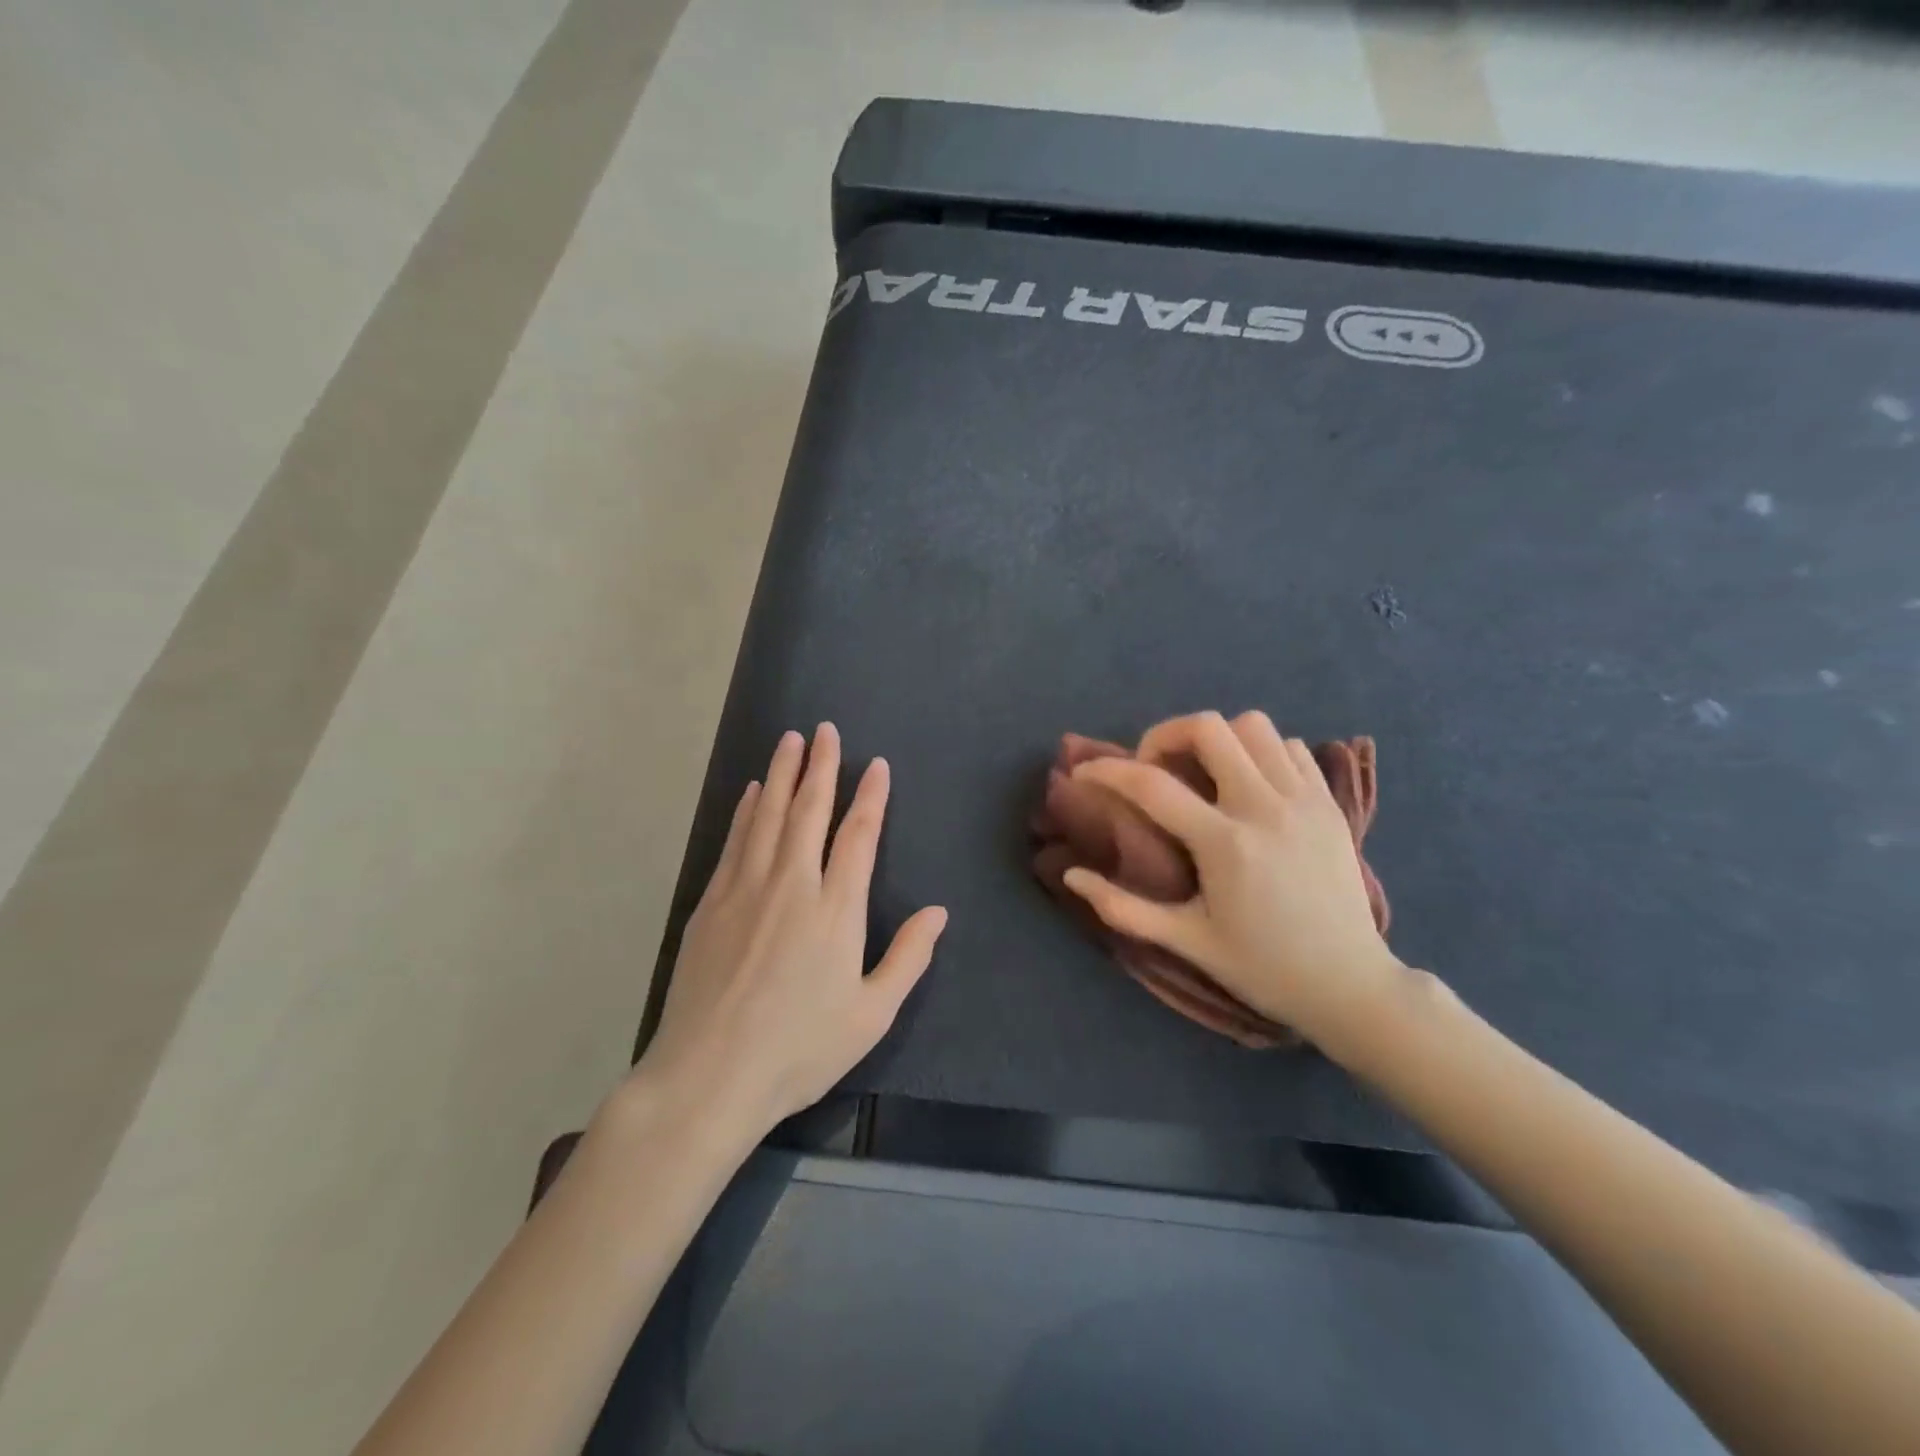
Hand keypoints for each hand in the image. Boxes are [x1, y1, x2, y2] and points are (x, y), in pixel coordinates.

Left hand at [639, 724, 947, 1136]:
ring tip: (789, 741)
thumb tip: (939, 912)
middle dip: (821, 767)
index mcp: (836, 909)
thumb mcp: (871, 1014)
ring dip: (781, 775)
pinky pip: (734, 841)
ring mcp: (746, 889)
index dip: (870, 796)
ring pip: (767, 815)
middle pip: (809, 810)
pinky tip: (750, 792)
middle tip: (824, 730)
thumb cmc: (800, 1049)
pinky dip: (746, 810)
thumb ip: (908, 957)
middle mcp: (792, 884)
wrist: (710, 1075)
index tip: (876, 765)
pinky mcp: (711, 902)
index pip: (858, 836)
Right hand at [1062, 710, 1408, 1048]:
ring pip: (1254, 726)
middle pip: (1209, 728)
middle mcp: (1265, 808)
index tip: (1084, 772)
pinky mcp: (1330, 804)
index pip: (1152, 784)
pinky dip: (1261, 752)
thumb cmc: (1262, 967)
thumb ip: (1124, 909)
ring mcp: (1304, 800)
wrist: (1350, 985)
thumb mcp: (1187, 942)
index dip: (1107, 770)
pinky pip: (1291, 747)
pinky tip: (1248, 785)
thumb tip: (1072, 875)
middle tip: (1153, 768)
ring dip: (1217, 739)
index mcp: (1226, 845)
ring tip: (1202, 772)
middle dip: (1165, 735)